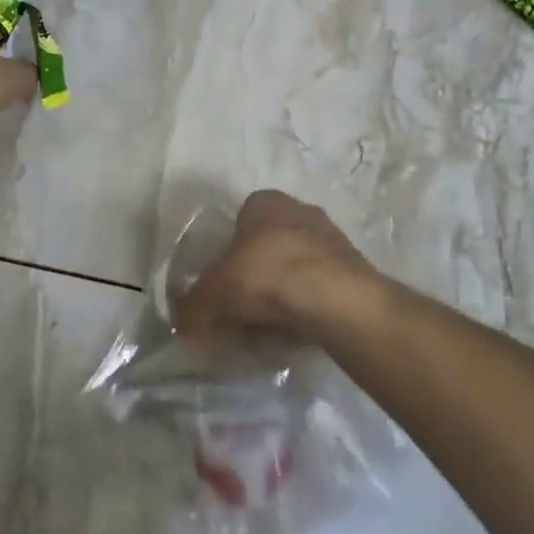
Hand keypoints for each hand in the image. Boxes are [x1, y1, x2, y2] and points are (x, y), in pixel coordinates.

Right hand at [174, 190, 375, 342]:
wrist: (336, 299)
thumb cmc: (266, 275)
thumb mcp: (214, 294)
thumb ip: (192, 307)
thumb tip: (180, 324)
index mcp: (265, 202)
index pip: (239, 221)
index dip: (227, 254)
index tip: (221, 284)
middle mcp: (300, 211)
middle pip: (267, 246)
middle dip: (254, 277)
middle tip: (240, 310)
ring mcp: (332, 239)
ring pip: (294, 269)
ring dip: (281, 295)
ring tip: (267, 328)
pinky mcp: (353, 270)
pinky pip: (318, 289)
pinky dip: (305, 307)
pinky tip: (295, 331)